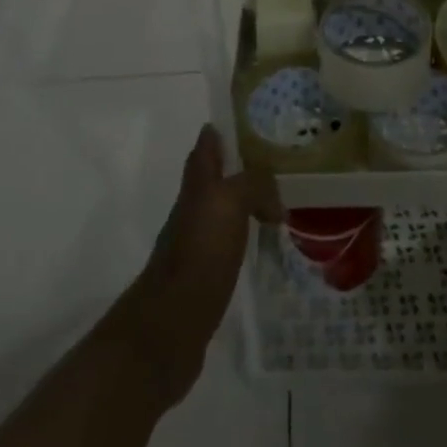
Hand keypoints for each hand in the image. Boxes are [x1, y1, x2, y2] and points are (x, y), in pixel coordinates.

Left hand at [114, 126, 282, 406]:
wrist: (170, 327)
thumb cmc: (199, 254)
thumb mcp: (229, 203)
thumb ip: (254, 185)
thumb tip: (275, 203)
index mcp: (198, 186)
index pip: (206, 147)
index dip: (220, 132)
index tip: (244, 120)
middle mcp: (194, 209)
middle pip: (214, 178)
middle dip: (237, 166)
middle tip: (273, 161)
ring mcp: (197, 244)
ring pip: (224, 210)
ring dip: (244, 202)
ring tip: (277, 200)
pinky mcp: (205, 276)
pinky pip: (230, 244)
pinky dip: (246, 237)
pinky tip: (263, 243)